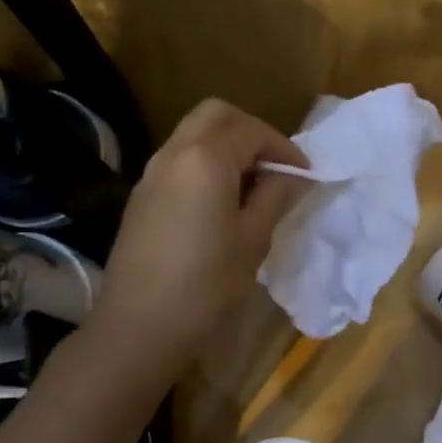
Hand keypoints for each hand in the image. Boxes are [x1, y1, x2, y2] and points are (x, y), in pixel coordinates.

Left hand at [86, 99, 309, 376]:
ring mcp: (152, 173)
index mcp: (206, 159)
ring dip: (226, 146)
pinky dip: (205, 163)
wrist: (137, 328)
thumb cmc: (205, 285)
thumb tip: (294, 176)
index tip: (304, 175)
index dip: (283, 148)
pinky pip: (179, 159)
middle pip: (216, 115)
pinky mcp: (141, 196)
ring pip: (193, 134)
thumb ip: (275, 197)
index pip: (251, 130)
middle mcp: (174, 153)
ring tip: (252, 186)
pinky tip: (221, 202)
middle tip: (274, 166)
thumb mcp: (252, 240)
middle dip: (250, 132)